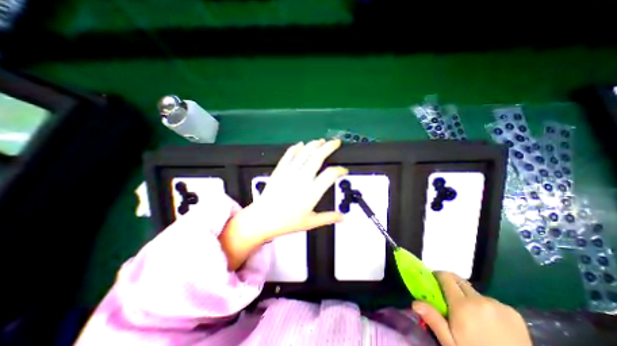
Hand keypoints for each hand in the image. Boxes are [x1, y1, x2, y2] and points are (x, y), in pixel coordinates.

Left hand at [220, 140, 345, 268]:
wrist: (263, 219)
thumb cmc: (286, 222)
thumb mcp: (310, 222)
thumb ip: (328, 218)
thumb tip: (342, 218)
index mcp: (312, 192)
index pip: (331, 174)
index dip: (340, 170)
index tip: (343, 171)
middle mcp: (302, 179)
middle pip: (318, 157)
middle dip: (329, 147)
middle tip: (335, 143)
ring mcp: (289, 173)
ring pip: (304, 153)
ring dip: (314, 145)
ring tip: (321, 141)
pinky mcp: (279, 171)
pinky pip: (288, 155)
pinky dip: (295, 148)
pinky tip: (300, 144)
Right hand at [411, 273, 532, 345]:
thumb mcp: (451, 344)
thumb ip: (434, 320)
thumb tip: (415, 302)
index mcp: (462, 305)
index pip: (446, 277)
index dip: (438, 275)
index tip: (433, 281)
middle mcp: (480, 299)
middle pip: (459, 281)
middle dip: (451, 285)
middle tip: (448, 298)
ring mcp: (499, 305)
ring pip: (475, 292)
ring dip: (469, 297)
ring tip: (472, 316)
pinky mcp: (514, 313)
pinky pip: (491, 301)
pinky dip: (485, 306)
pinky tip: (489, 323)